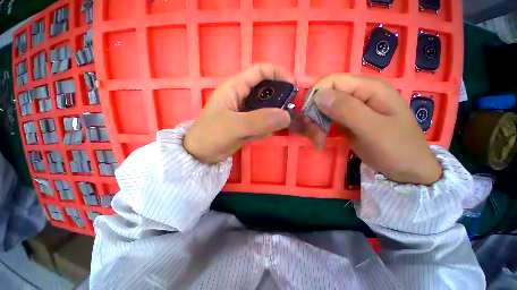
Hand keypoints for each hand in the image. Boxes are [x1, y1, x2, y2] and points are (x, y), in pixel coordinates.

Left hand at [184, 64, 293, 163]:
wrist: (201, 155)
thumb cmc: (210, 136)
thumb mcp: (234, 127)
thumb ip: (260, 121)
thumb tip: (286, 116)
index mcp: (235, 88)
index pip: (260, 71)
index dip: (278, 74)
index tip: (293, 86)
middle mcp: (242, 97)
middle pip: (266, 91)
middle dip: (278, 101)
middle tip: (286, 113)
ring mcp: (245, 112)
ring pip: (266, 109)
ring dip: (271, 118)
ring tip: (264, 130)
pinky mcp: (248, 124)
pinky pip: (263, 122)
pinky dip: (265, 129)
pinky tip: (256, 136)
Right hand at [308, 74, 441, 184]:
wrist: (408, 170)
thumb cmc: (397, 149)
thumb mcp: (373, 130)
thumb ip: (347, 110)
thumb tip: (318, 95)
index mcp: (368, 88)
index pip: (332, 81)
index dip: (315, 96)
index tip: (308, 117)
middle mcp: (358, 94)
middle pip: (324, 96)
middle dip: (314, 115)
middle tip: (313, 136)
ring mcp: (352, 108)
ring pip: (322, 109)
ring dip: (315, 125)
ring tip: (317, 142)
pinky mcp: (346, 120)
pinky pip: (326, 119)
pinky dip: (319, 130)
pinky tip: (319, 141)